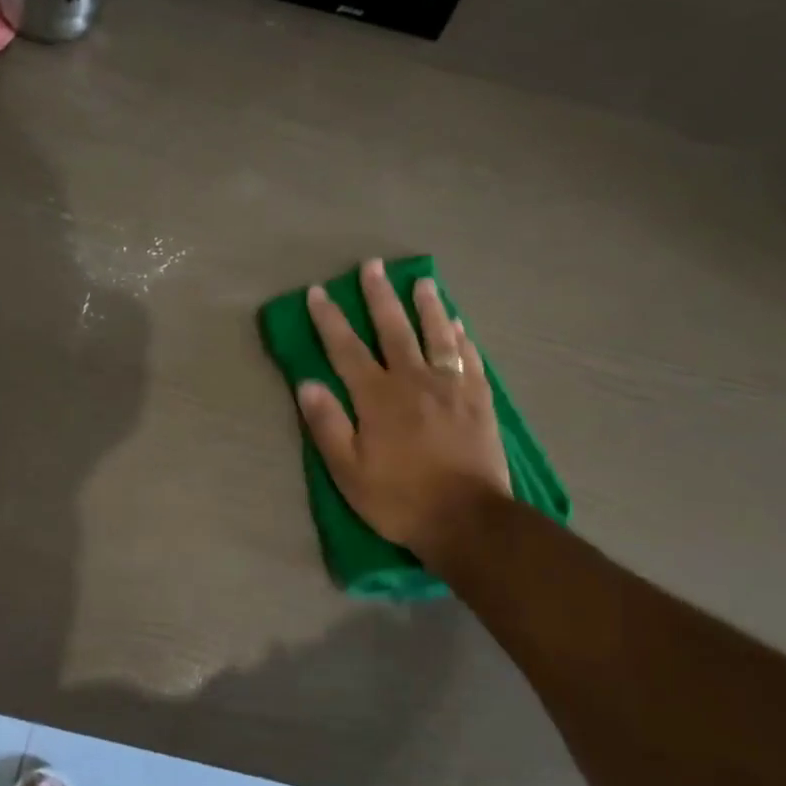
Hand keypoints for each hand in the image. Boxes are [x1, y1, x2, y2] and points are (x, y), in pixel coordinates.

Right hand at [298, 258, 511, 561]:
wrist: (467, 519)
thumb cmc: (399, 499)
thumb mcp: (349, 471)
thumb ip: (327, 425)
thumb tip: (307, 384)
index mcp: (378, 396)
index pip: (346, 348)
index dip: (330, 319)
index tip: (318, 292)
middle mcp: (414, 380)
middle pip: (393, 329)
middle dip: (379, 296)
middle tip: (373, 266)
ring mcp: (451, 387)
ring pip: (438, 335)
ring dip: (428, 306)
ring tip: (423, 281)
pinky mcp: (479, 400)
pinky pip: (469, 359)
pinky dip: (462, 338)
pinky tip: (460, 325)